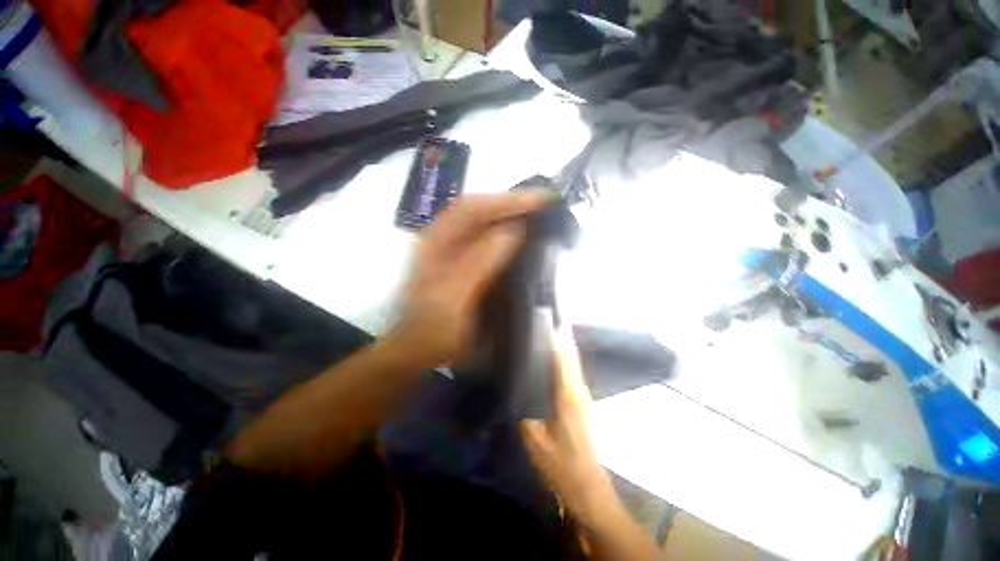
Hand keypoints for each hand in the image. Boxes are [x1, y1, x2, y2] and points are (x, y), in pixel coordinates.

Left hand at [388, 192, 548, 367]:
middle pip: (481, 211)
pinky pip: (489, 243)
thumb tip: (514, 230)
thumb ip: (480, 262)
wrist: (419, 351)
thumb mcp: (454, 296)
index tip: (542, 199)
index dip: (508, 200)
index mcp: (437, 240)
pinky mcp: (465, 265)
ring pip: (486, 225)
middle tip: (546, 205)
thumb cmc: (432, 328)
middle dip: (512, 204)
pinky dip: (507, 238)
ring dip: (511, 218)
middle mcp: (445, 239)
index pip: (474, 207)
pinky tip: (522, 241)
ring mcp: (455, 252)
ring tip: (539, 217)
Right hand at [520, 327, 617, 524]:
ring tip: (547, 324)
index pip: (562, 356)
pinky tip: (552, 351)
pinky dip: (563, 354)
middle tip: (545, 312)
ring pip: (573, 359)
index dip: (554, 334)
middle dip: (560, 330)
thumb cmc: (560, 465)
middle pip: (571, 352)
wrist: (588, 487)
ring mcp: (583, 393)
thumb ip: (523, 409)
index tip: (543, 315)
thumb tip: (514, 381)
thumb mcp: (535, 440)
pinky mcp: (581, 399)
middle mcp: (579, 388)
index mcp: (568, 395)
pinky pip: (571, 369)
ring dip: (563, 340)